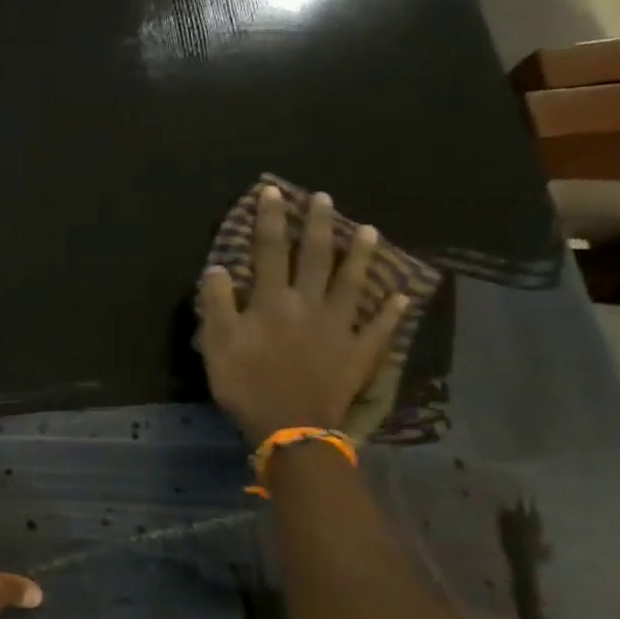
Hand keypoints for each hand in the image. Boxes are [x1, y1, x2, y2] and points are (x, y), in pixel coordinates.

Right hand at [197, 187, 408, 443]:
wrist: (290, 426)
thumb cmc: (247, 384)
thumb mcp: (218, 344)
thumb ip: (217, 304)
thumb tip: (219, 267)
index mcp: (272, 301)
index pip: (269, 251)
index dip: (270, 220)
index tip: (273, 192)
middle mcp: (309, 304)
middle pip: (315, 258)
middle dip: (318, 226)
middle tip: (325, 198)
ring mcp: (339, 327)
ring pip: (352, 284)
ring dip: (360, 256)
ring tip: (370, 230)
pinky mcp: (358, 353)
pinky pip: (379, 329)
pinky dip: (391, 312)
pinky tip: (402, 296)